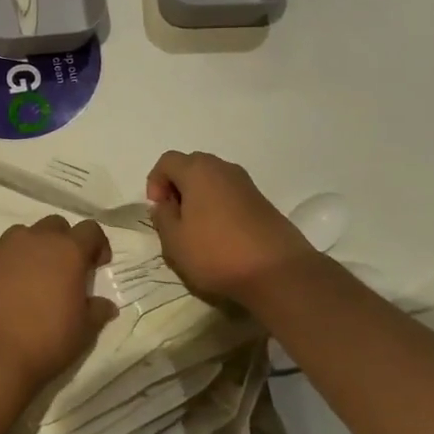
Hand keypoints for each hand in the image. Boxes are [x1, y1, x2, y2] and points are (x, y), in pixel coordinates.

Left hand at [0, 217, 116, 391]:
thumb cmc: (46, 342)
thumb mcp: (84, 331)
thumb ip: (96, 311)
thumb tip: (106, 305)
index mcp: (68, 251)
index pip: (90, 230)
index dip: (96, 245)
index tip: (96, 266)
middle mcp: (35, 239)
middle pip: (54, 225)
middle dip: (61, 242)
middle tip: (61, 271)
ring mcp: (2, 246)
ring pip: (20, 232)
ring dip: (27, 247)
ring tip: (25, 274)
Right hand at [146, 151, 315, 306]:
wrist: (278, 272)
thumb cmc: (216, 253)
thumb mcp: (174, 240)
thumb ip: (162, 217)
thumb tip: (165, 204)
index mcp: (198, 171)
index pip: (167, 161)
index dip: (155, 182)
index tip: (158, 209)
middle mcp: (224, 168)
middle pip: (191, 167)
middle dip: (177, 188)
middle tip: (174, 219)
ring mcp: (247, 184)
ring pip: (212, 181)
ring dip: (198, 199)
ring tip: (196, 231)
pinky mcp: (262, 202)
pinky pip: (230, 195)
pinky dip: (218, 207)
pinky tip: (220, 236)